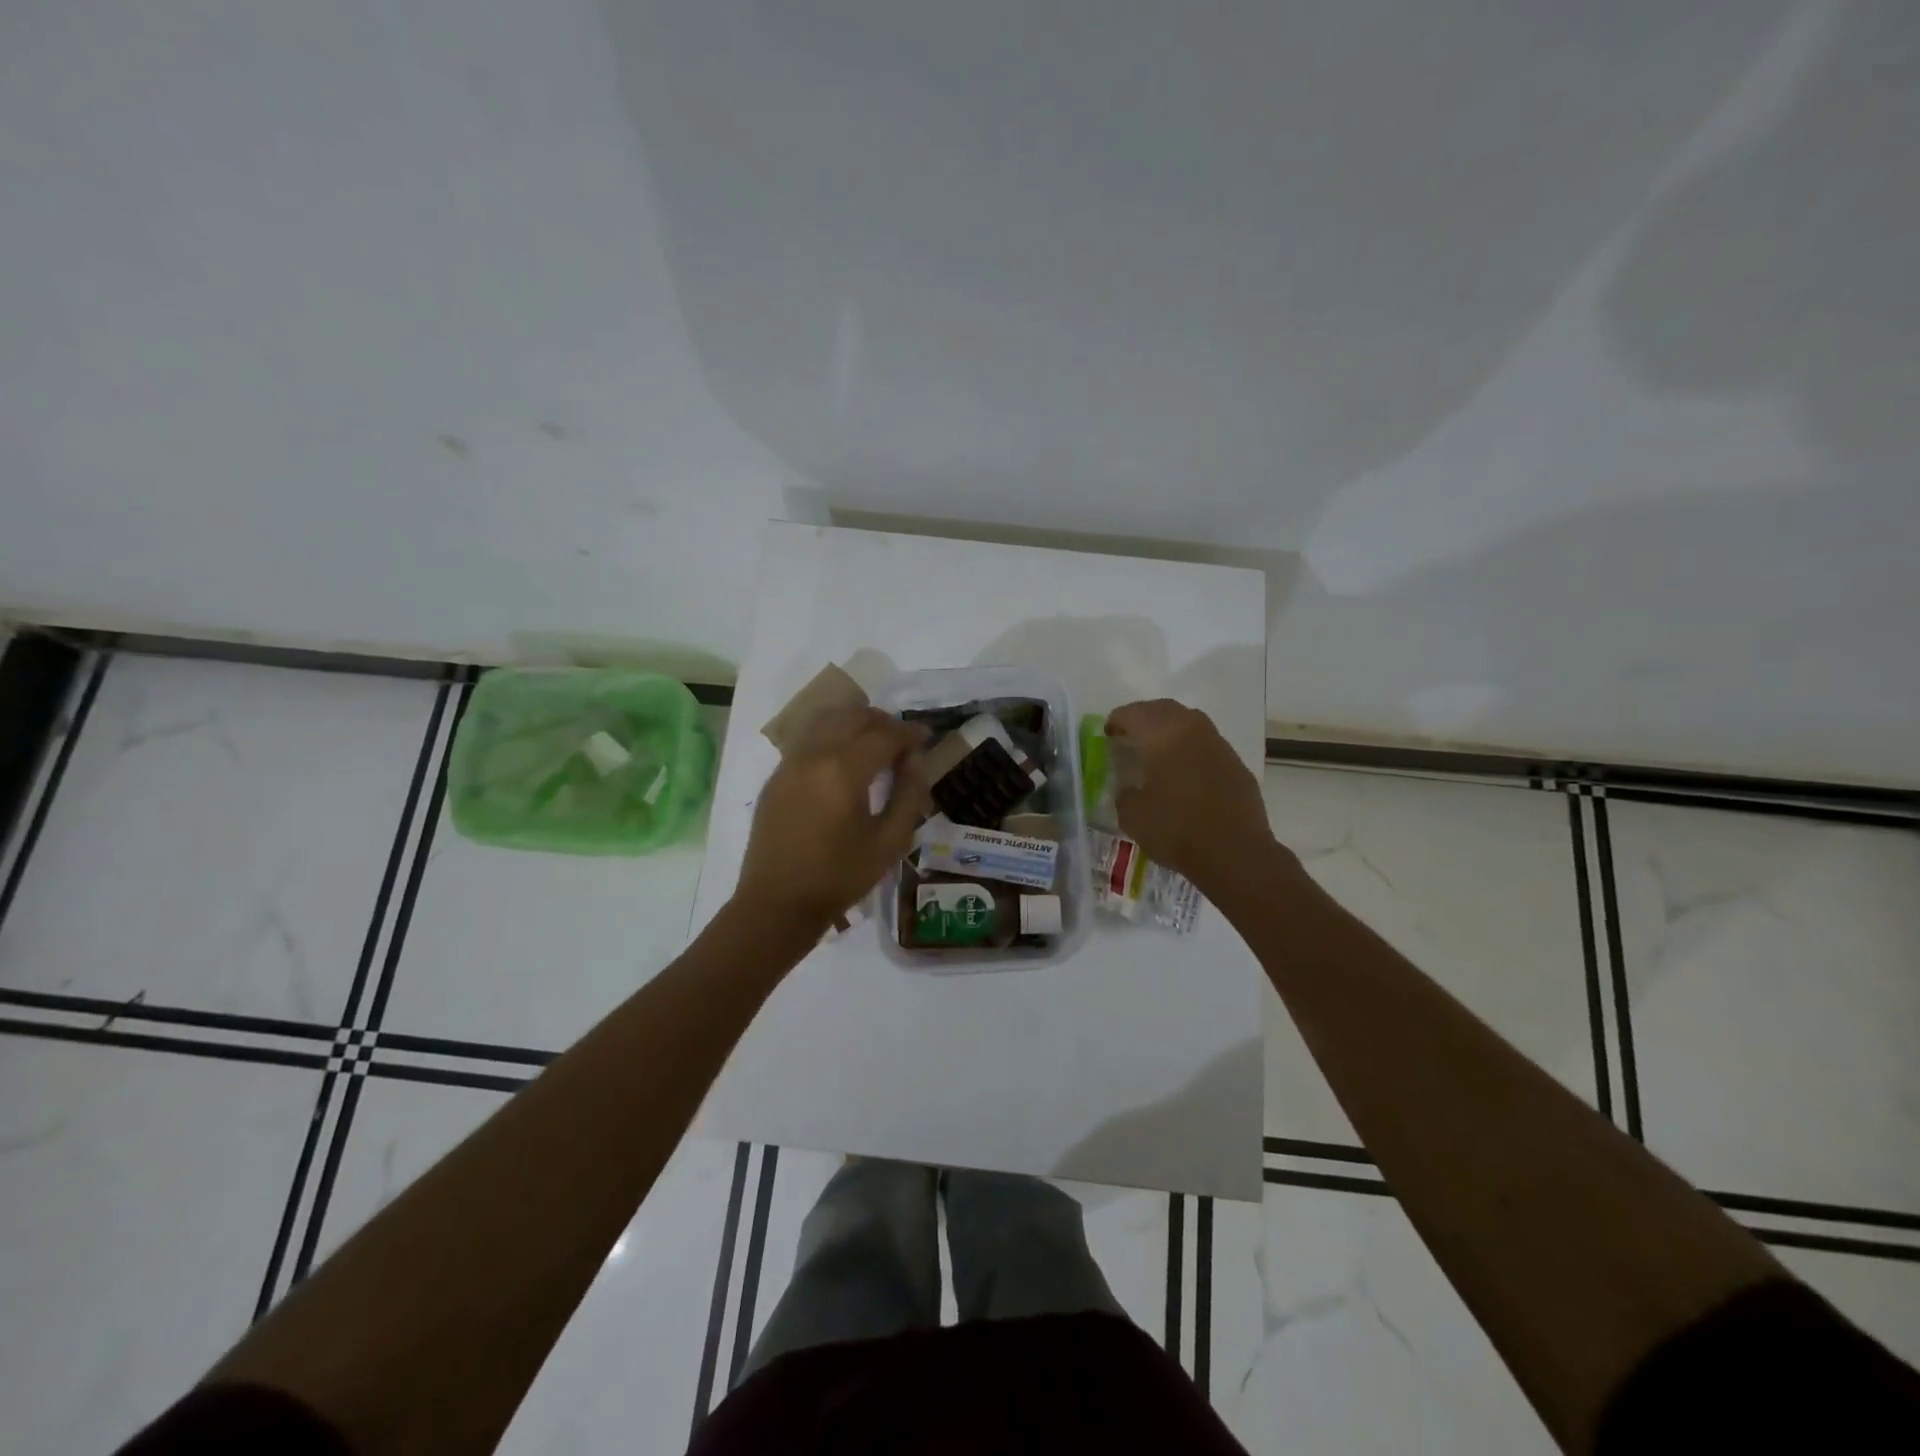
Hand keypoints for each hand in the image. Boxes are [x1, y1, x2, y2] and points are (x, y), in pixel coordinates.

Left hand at [735, 706, 931, 935]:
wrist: (777, 904)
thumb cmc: (839, 877)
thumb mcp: (889, 843)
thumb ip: (909, 795)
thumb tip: (916, 760)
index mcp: (844, 771)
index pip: (884, 734)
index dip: (910, 732)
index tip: (927, 737)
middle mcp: (814, 755)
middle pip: (853, 716)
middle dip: (884, 721)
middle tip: (903, 740)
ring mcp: (790, 762)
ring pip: (827, 720)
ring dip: (856, 722)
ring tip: (875, 742)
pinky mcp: (777, 775)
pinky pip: (809, 738)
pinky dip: (832, 735)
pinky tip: (845, 759)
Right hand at [1104, 699, 1274, 888]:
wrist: (1235, 854)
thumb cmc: (1176, 830)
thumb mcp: (1133, 816)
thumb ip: (1125, 794)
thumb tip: (1130, 788)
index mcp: (1163, 736)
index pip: (1134, 714)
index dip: (1117, 721)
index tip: (1108, 734)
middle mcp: (1193, 730)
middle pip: (1164, 709)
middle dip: (1144, 717)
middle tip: (1131, 734)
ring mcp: (1219, 746)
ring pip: (1191, 723)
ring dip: (1171, 729)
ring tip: (1158, 751)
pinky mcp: (1237, 765)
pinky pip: (1208, 746)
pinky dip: (1192, 750)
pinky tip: (1186, 772)